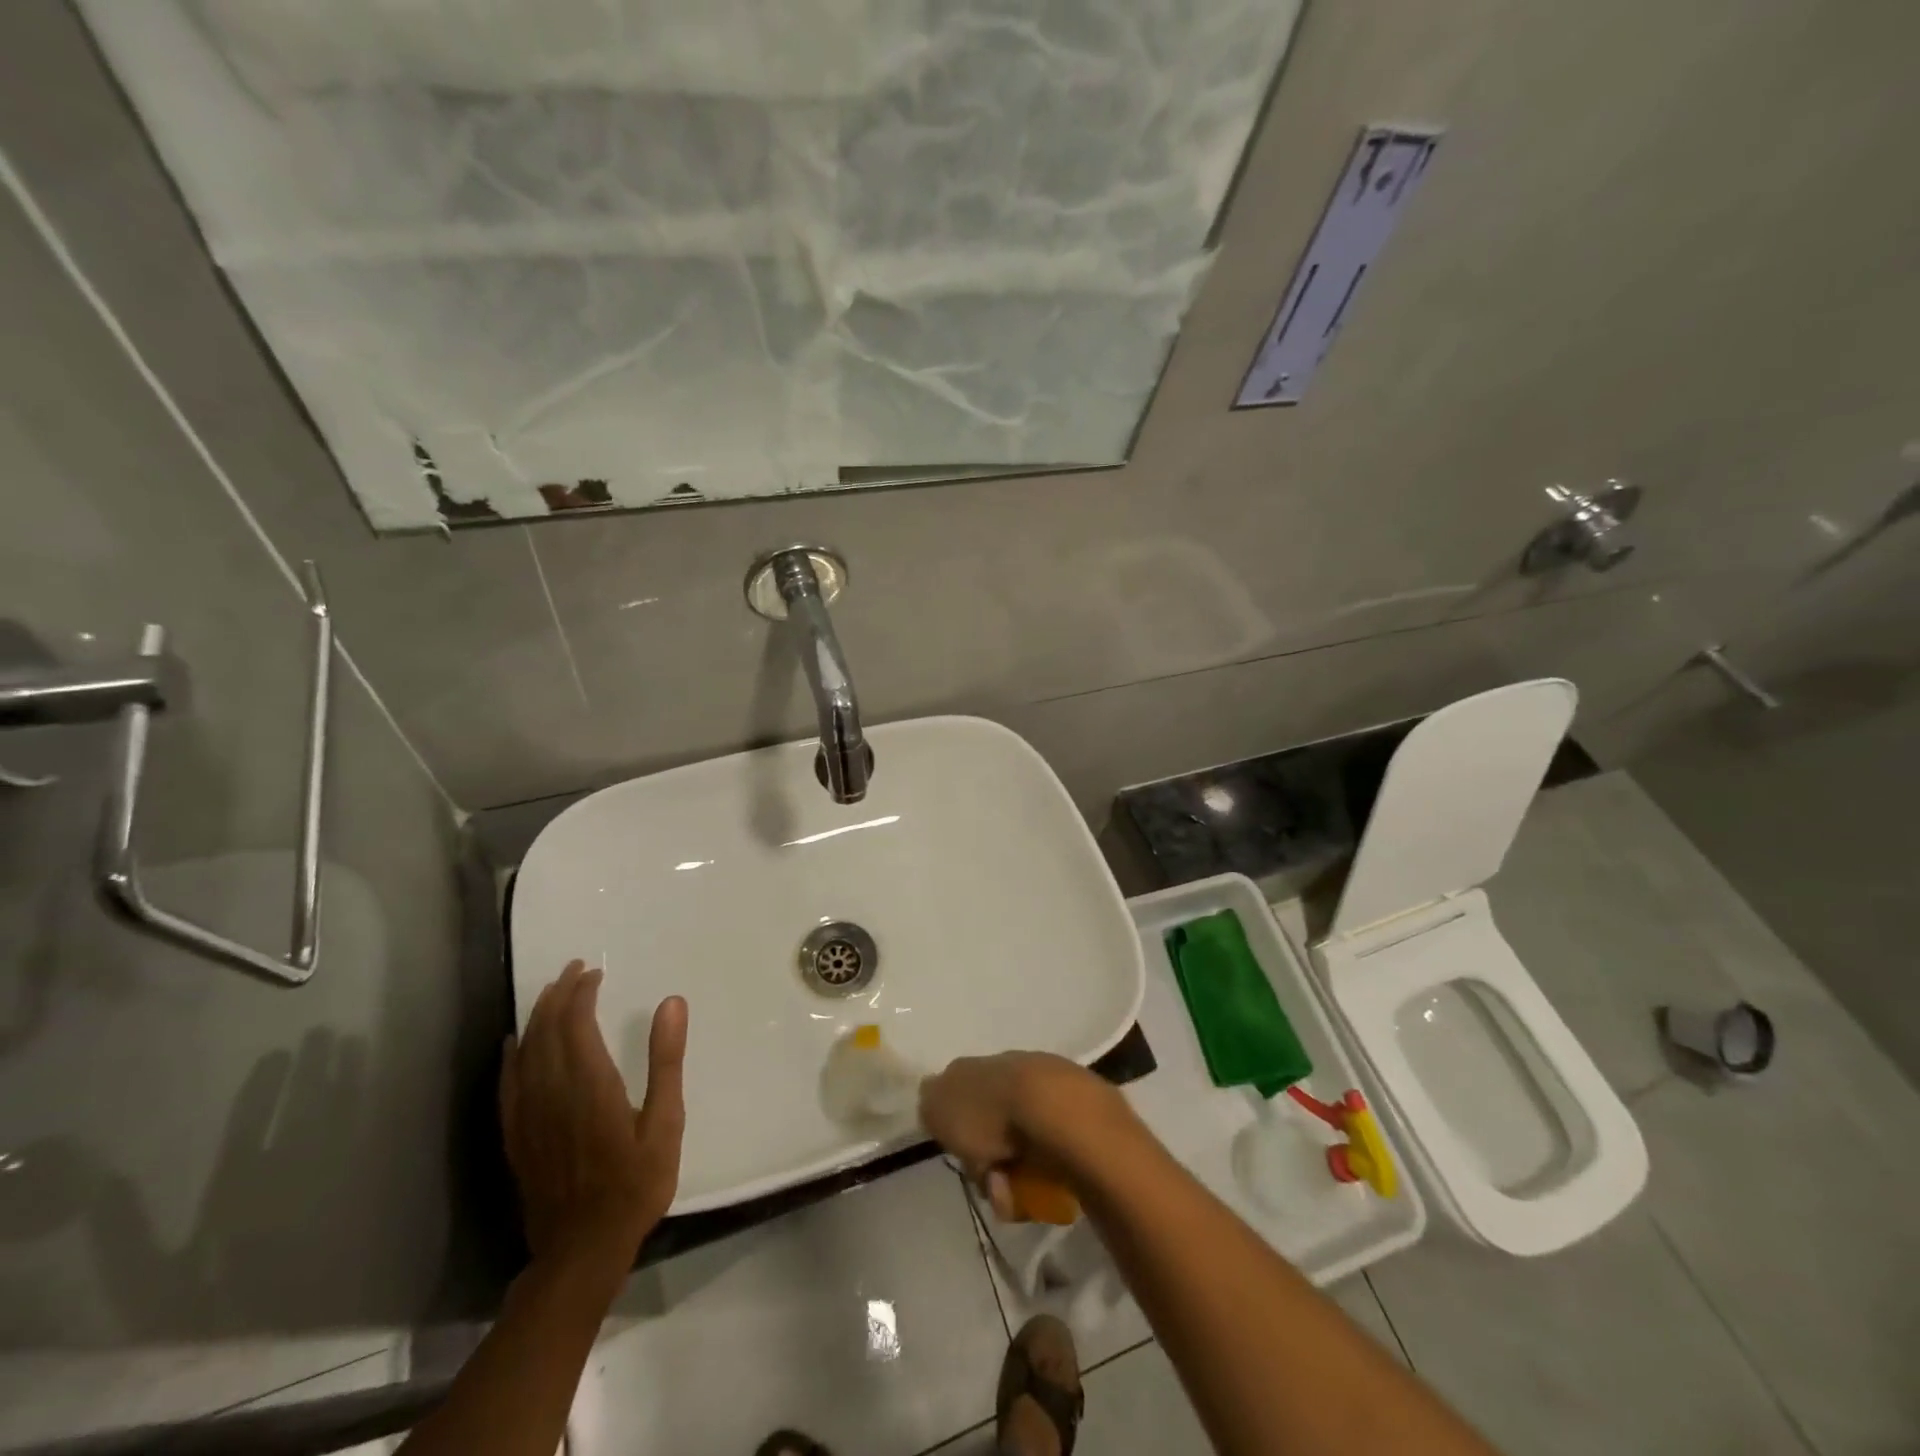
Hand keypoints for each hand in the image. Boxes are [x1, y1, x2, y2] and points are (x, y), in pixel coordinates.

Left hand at [499, 960, 687, 1272]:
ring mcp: (529, 1116)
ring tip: (549, 994)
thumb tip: (672, 1003)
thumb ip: (666, 1061)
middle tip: (572, 970)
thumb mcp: (666, 1123)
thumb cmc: (635, 1185)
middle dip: (558, 995)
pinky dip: (511, 1057)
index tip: (595, 974)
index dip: (582, 993)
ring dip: (537, 1018)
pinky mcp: (517, 1137)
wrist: (582, 1251)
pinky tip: (514, 1045)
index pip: (577, 1023)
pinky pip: (508, 1085)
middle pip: (546, 1031)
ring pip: (525, 1053)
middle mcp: (552, 1092)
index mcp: (590, 1085)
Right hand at [919, 1051, 1124, 1217]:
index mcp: (976, 1066)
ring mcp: (1045, 1087)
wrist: (1056, 1111)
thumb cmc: (990, 1113)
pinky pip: (1048, 1150)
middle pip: (990, 1125)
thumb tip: (935, 1102)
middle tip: (991, 1184)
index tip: (962, 1154)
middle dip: (987, 1159)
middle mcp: (1009, 1069)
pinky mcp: (1075, 1110)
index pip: (958, 1098)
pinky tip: (1042, 1188)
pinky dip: (1041, 1172)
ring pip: (1018, 1142)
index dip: (956, 1131)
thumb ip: (931, 1104)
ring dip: (1013, 1173)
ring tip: (1016, 1195)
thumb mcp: (939, 1107)